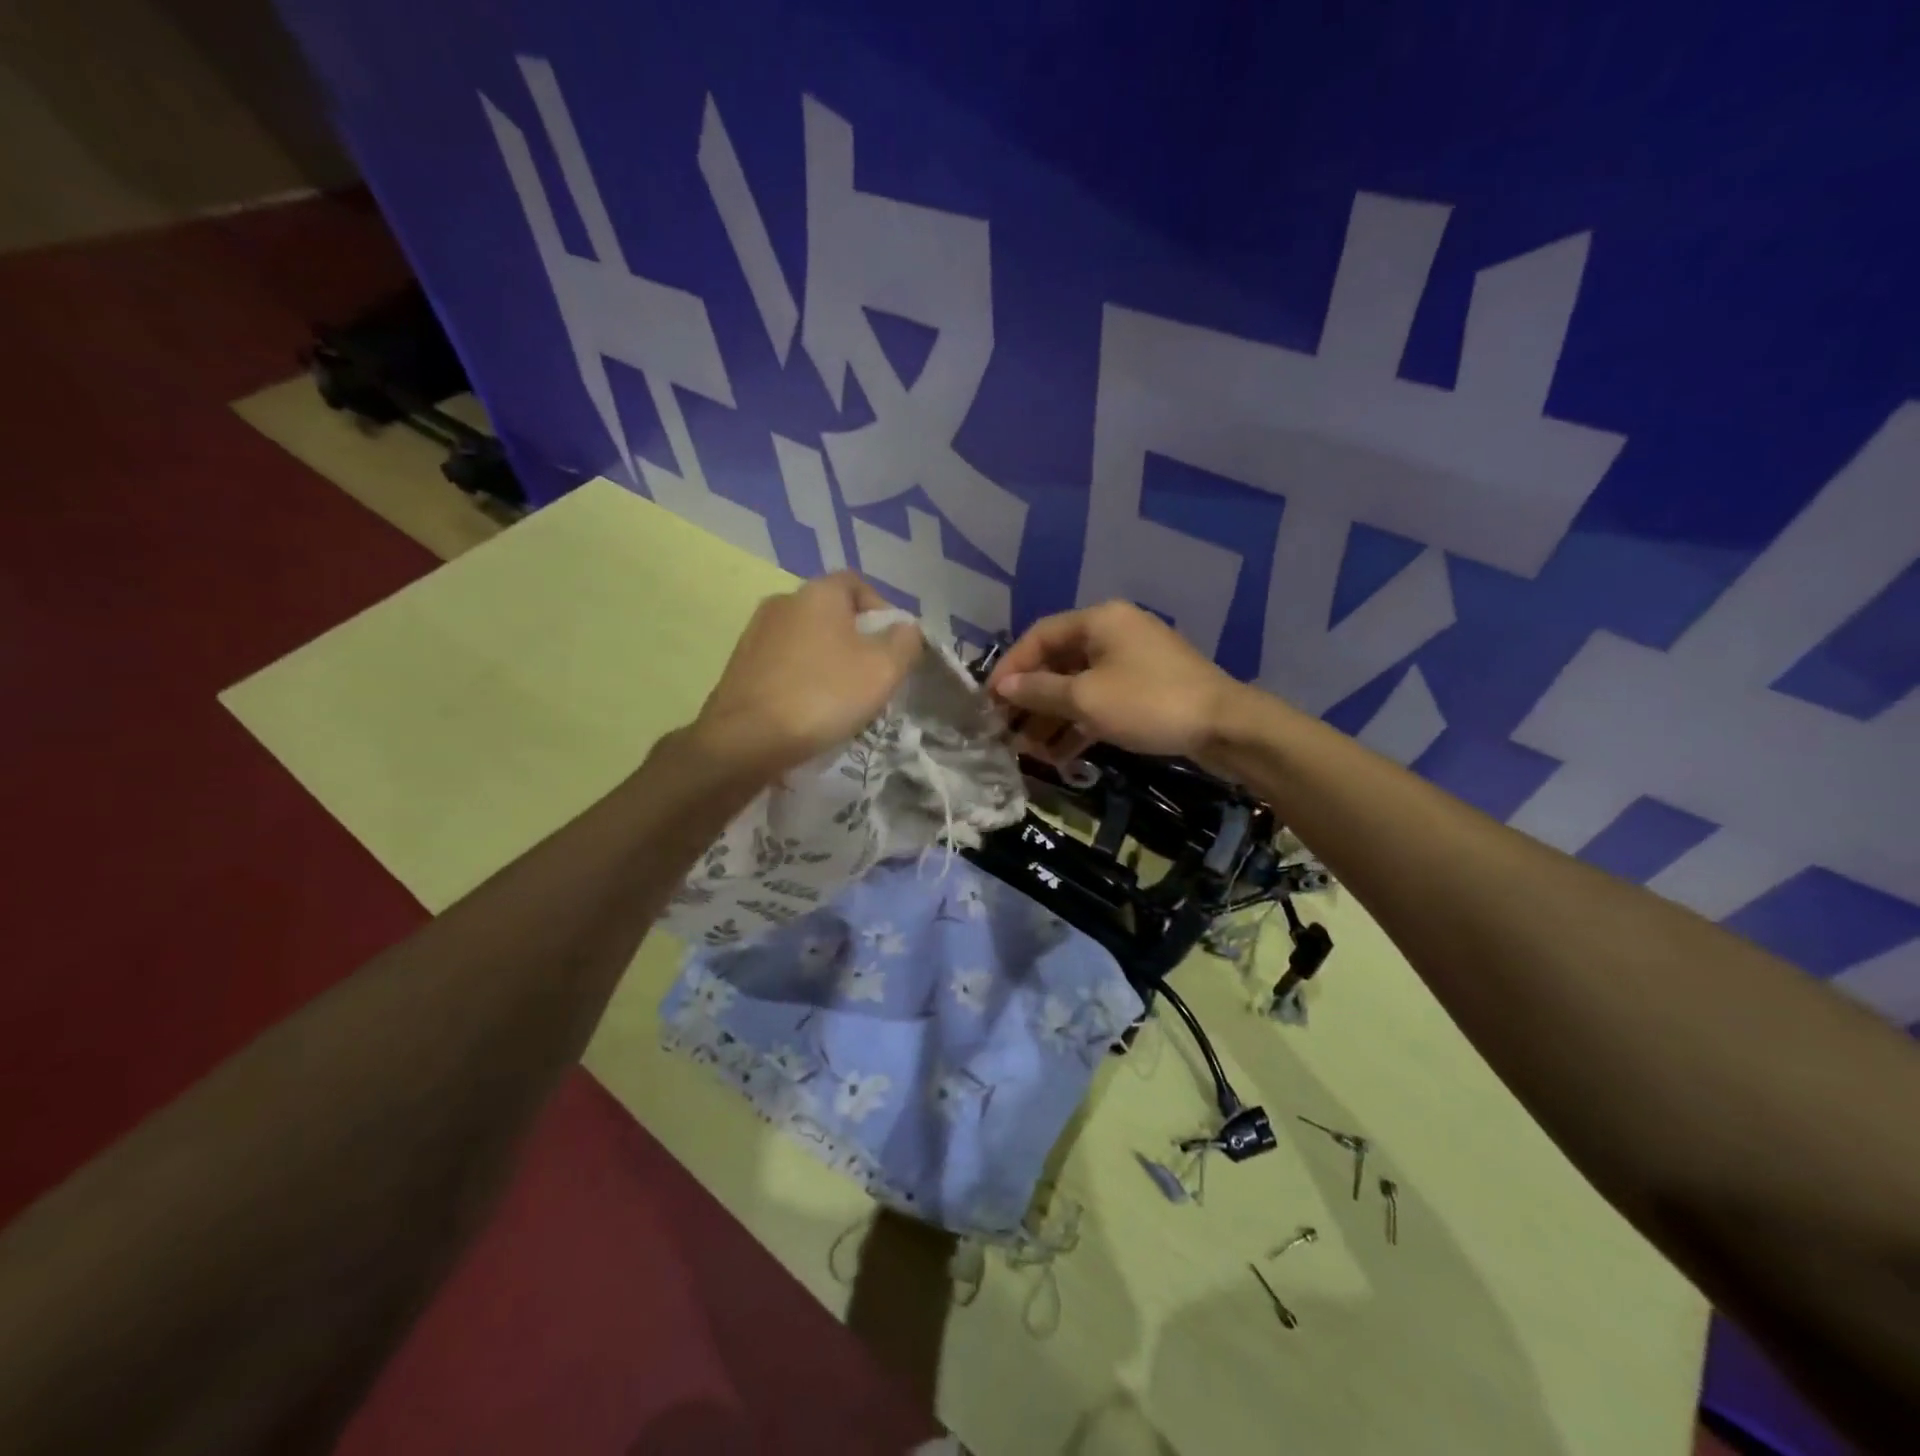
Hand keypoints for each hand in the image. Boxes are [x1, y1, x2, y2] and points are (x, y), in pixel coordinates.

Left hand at [694, 572, 921, 773]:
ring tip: (841, 699)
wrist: (745, 739)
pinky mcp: (740, 665)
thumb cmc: (823, 695)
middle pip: (832, 613)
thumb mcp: (883, 669)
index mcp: (818, 592)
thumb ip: (905, 641)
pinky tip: (808, 710)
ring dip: (828, 661)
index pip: (858, 584)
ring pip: (807, 640)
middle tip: (872, 677)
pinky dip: (801, 678)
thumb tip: (906, 629)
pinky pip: (784, 663)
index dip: (881, 610)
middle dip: (856, 641)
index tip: (893, 646)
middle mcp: (783, 601)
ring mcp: (756, 633)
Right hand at [987, 601, 1239, 759]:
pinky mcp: (1145, 689)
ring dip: (1052, 718)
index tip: (988, 702)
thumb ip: (1039, 691)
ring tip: (1029, 752)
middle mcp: (1113, 633)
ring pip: (1078, 686)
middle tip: (1006, 732)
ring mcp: (1131, 662)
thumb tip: (1002, 688)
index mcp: (1098, 621)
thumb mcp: (1085, 699)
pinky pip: (1100, 701)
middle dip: (1030, 700)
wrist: (1224, 727)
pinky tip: (1060, 755)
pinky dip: (1079, 724)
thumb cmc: (1147, 703)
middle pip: (1057, 663)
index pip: (1039, 637)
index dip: (1010, 668)